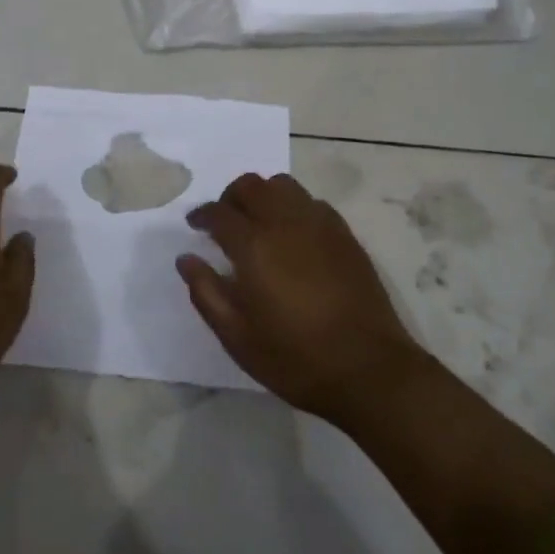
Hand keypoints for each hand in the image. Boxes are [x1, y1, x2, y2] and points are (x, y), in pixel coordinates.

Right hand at [180, 173, 425, 425]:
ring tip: (258, 223)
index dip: (202, 215)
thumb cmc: (294, 358)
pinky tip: (293, 234)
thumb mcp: (237, 336)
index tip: (195, 225)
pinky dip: (293, 206)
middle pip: (250, 186)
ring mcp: (319, 224)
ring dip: (263, 195)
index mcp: (254, 246)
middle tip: (224, 222)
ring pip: (283, 185)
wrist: (368, 368)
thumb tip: (186, 258)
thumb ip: (206, 292)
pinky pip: (311, 202)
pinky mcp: (344, 234)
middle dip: (230, 197)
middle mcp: (285, 223)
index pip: (219, 213)